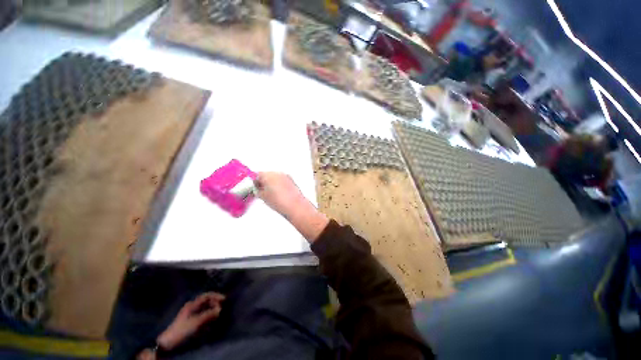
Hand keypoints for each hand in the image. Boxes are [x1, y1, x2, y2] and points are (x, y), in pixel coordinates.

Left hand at [156, 292, 224, 350]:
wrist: (168, 342)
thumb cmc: (182, 329)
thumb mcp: (196, 322)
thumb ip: (208, 315)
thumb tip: (220, 309)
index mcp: (192, 304)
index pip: (206, 296)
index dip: (216, 296)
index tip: (224, 299)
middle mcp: (192, 307)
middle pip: (206, 301)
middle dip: (214, 303)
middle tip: (222, 308)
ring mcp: (191, 314)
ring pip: (205, 308)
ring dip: (212, 310)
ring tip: (218, 314)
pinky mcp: (191, 321)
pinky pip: (202, 315)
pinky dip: (208, 316)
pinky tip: (211, 321)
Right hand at [254, 172, 328, 241]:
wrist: (295, 206)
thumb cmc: (279, 202)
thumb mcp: (263, 197)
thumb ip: (257, 190)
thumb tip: (257, 189)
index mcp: (268, 175)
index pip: (256, 175)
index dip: (253, 182)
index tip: (253, 188)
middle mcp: (277, 173)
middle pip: (266, 175)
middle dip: (263, 182)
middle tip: (261, 192)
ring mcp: (285, 176)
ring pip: (274, 177)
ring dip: (271, 183)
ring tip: (271, 194)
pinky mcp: (291, 180)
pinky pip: (282, 180)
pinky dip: (279, 185)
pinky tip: (279, 194)